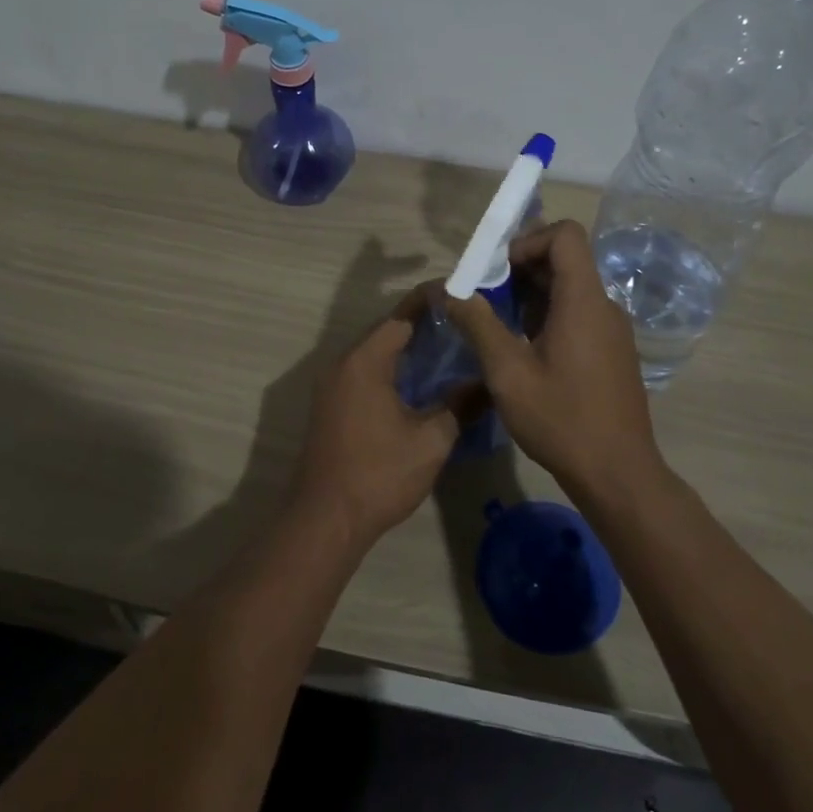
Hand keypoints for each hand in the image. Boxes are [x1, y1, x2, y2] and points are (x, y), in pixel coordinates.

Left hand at [292, 287, 470, 549]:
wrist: (325, 519)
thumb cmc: (379, 474)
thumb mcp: (431, 440)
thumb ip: (460, 405)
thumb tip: (487, 383)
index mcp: (365, 362)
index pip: (401, 316)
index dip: (431, 301)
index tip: (461, 292)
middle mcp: (343, 364)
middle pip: (386, 331)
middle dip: (422, 323)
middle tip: (462, 322)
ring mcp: (332, 386)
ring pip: (375, 353)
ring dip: (406, 348)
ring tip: (448, 347)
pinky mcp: (331, 406)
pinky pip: (365, 373)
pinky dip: (392, 368)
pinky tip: (419, 382)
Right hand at [446, 220, 661, 491]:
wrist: (617, 473)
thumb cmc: (561, 419)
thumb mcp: (508, 373)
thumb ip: (478, 325)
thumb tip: (451, 292)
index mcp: (583, 300)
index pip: (565, 235)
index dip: (528, 241)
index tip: (499, 272)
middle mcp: (604, 306)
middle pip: (566, 260)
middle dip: (522, 270)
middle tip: (487, 300)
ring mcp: (613, 330)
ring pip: (571, 290)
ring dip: (533, 297)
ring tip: (500, 329)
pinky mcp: (613, 352)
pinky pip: (580, 315)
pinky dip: (550, 317)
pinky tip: (527, 353)